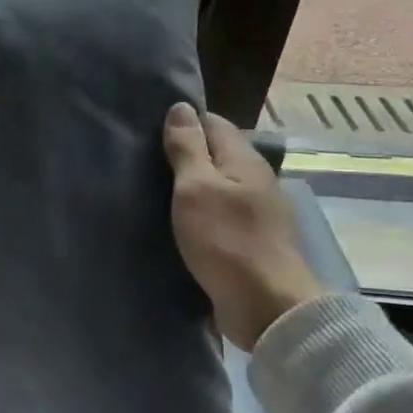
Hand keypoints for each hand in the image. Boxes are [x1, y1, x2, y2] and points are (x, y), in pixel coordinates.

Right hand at [164, 102, 325, 350]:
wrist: (267, 306)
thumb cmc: (226, 241)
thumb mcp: (196, 188)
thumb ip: (188, 148)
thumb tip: (180, 107)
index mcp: (244, 159)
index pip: (213, 122)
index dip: (184, 122)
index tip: (149, 130)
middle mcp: (256, 179)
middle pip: (218, 153)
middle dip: (186, 153)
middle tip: (144, 160)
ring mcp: (257, 211)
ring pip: (219, 184)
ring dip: (193, 185)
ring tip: (155, 189)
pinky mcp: (252, 240)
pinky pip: (222, 212)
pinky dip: (201, 211)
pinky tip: (180, 221)